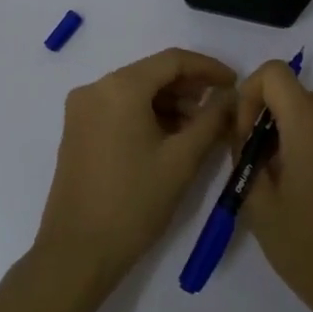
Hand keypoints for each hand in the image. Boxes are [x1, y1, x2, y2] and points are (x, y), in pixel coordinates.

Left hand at [33, 48, 237, 291]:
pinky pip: (119, 108)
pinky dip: (147, 115)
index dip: (208, 68)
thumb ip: (211, 120)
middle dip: (189, 87)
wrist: (78, 251)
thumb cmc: (135, 202)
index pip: (173, 60)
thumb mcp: (182, 160)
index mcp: (120, 87)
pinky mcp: (77, 129)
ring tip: (199, 129)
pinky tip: (169, 137)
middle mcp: (95, 88)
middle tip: (220, 108)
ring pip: (135, 91)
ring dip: (169, 103)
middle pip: (152, 73)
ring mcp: (82, 109)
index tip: (235, 83)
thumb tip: (229, 96)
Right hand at [234, 61, 312, 311]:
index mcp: (311, 128)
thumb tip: (241, 130)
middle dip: (266, 116)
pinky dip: (311, 142)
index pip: (275, 73)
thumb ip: (244, 155)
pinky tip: (307, 187)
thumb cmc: (308, 249)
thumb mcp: (259, 204)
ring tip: (279, 179)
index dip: (250, 94)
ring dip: (288, 130)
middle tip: (255, 162)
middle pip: (294, 93)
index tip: (245, 135)